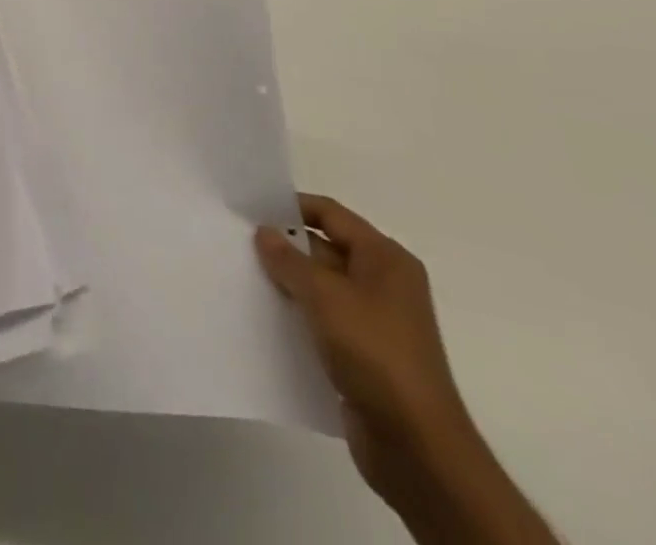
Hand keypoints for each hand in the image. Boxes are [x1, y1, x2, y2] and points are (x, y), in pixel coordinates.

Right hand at [255, 196, 472, 505]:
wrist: (416, 447)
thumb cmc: (374, 353)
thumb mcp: (324, 296)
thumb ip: (289, 259)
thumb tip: (265, 232)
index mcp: (385, 258)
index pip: (330, 214)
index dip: (291, 207)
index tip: (250, 208)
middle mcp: (384, 283)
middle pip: (325, 248)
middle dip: (285, 247)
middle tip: (239, 243)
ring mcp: (376, 321)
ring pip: (321, 287)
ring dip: (288, 284)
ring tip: (244, 277)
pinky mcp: (365, 355)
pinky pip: (324, 321)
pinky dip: (298, 316)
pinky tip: (266, 318)